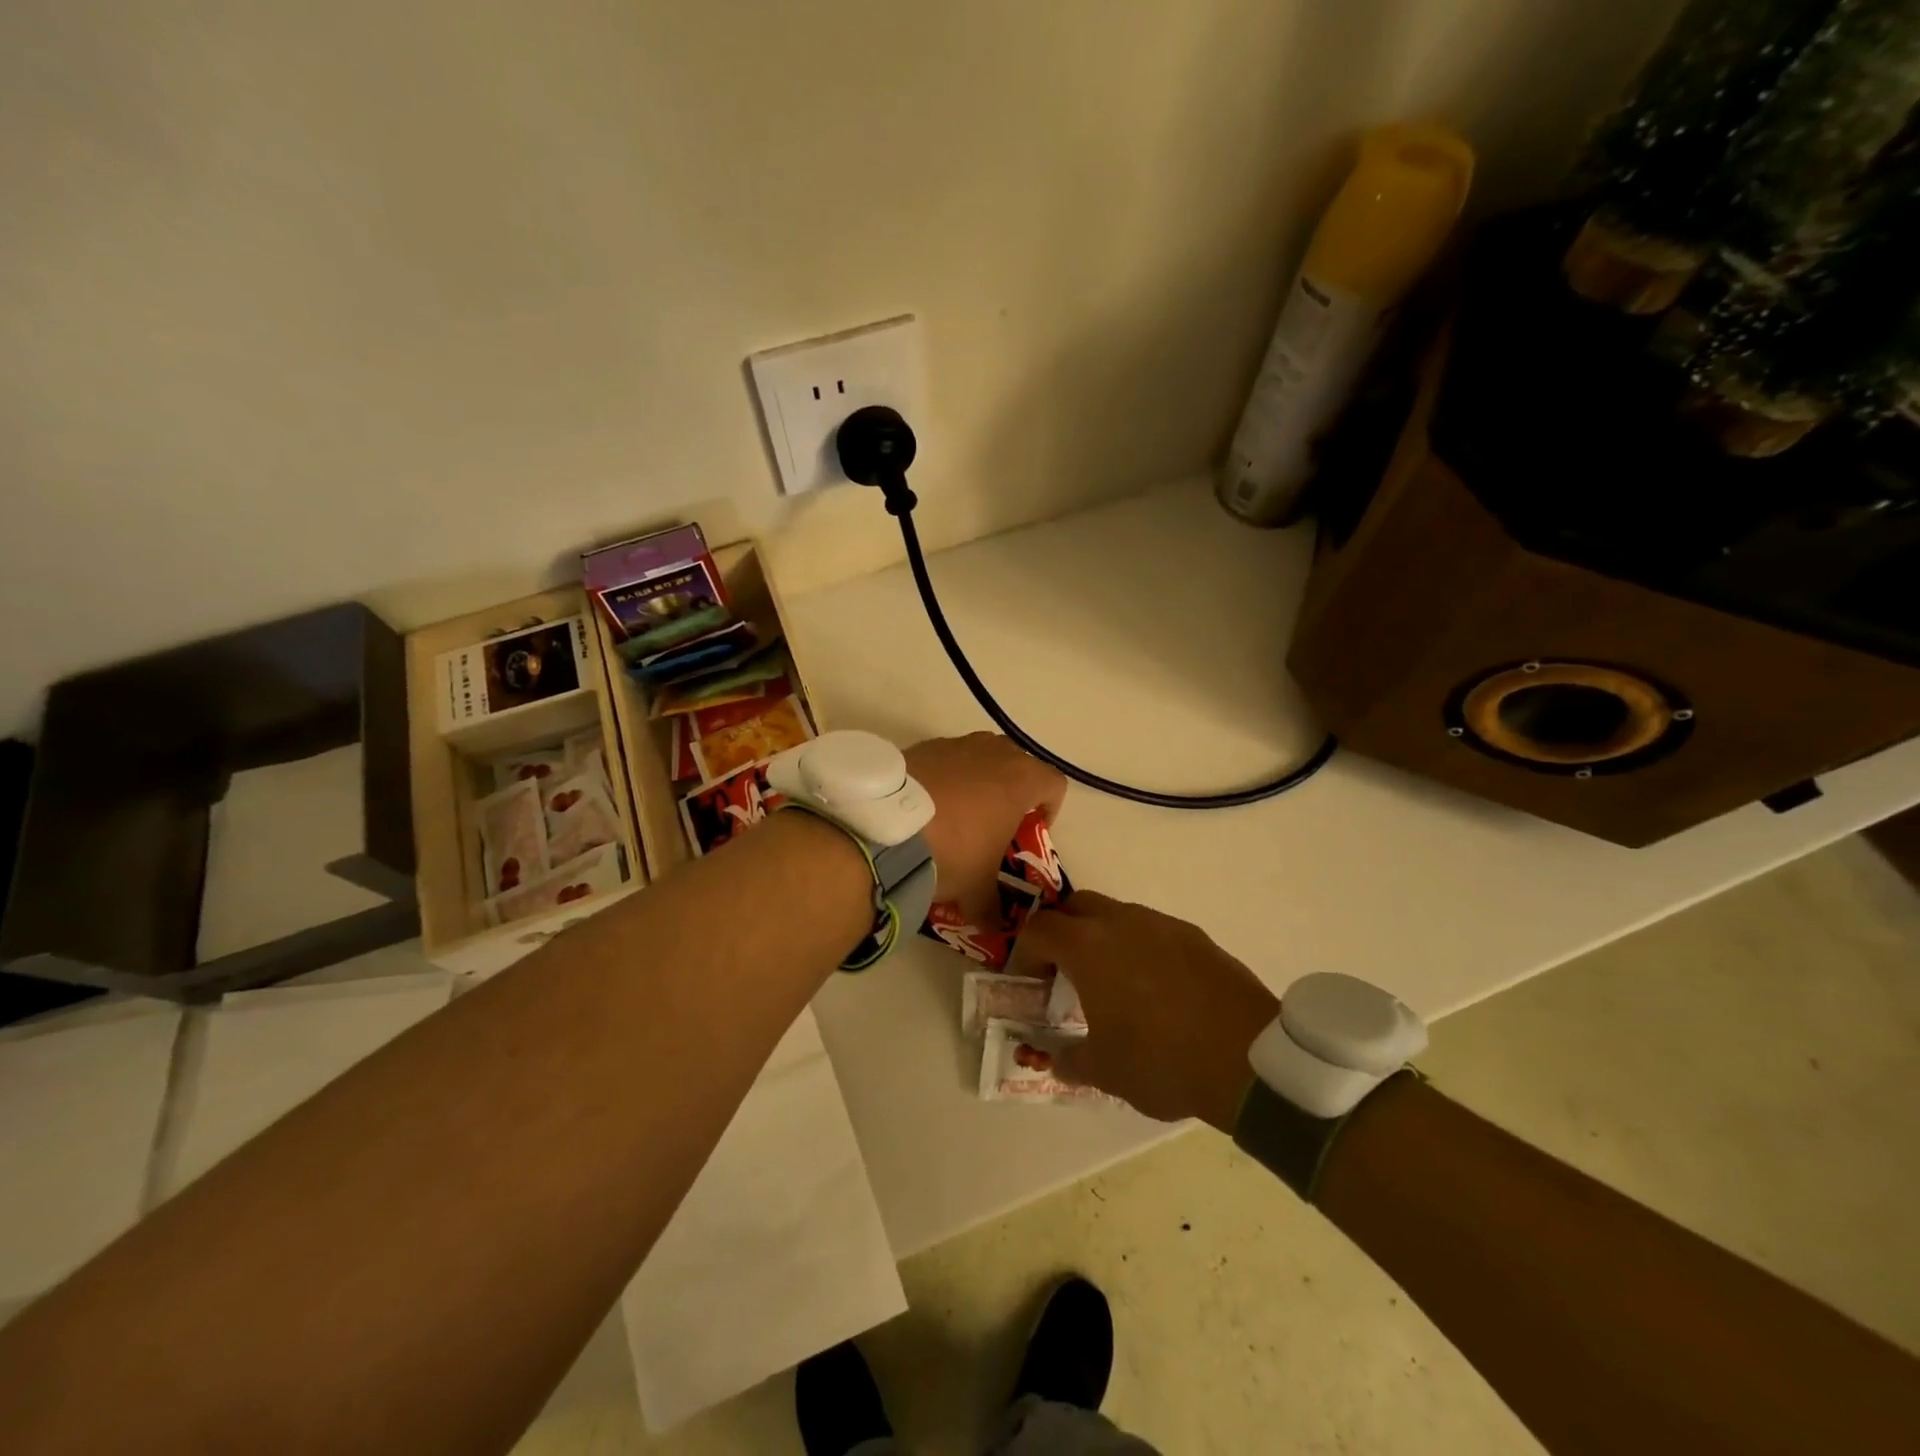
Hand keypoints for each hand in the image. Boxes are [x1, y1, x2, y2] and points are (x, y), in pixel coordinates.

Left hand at [905, 733, 1066, 916]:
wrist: (885, 828)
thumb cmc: (951, 852)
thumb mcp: (977, 889)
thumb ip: (992, 906)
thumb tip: (995, 924)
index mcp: (1021, 780)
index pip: (1055, 785)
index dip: (1050, 810)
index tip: (1029, 832)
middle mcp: (993, 752)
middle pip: (1018, 764)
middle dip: (1013, 791)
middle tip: (996, 823)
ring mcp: (956, 744)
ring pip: (981, 756)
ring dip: (978, 780)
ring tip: (958, 814)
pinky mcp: (922, 746)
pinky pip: (946, 759)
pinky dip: (944, 777)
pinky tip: (926, 807)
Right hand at [1017, 892, 1279, 1131]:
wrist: (1250, 1058)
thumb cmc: (1162, 1061)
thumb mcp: (1104, 1071)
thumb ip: (1069, 1060)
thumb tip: (1056, 1059)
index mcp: (1087, 946)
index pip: (1039, 929)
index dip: (1025, 952)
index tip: (1030, 983)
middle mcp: (1121, 922)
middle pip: (1075, 907)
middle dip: (1062, 932)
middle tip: (1064, 972)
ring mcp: (1162, 924)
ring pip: (1117, 914)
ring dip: (1102, 938)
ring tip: (1111, 981)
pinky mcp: (1196, 936)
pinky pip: (1153, 930)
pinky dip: (1140, 947)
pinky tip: (1155, 988)